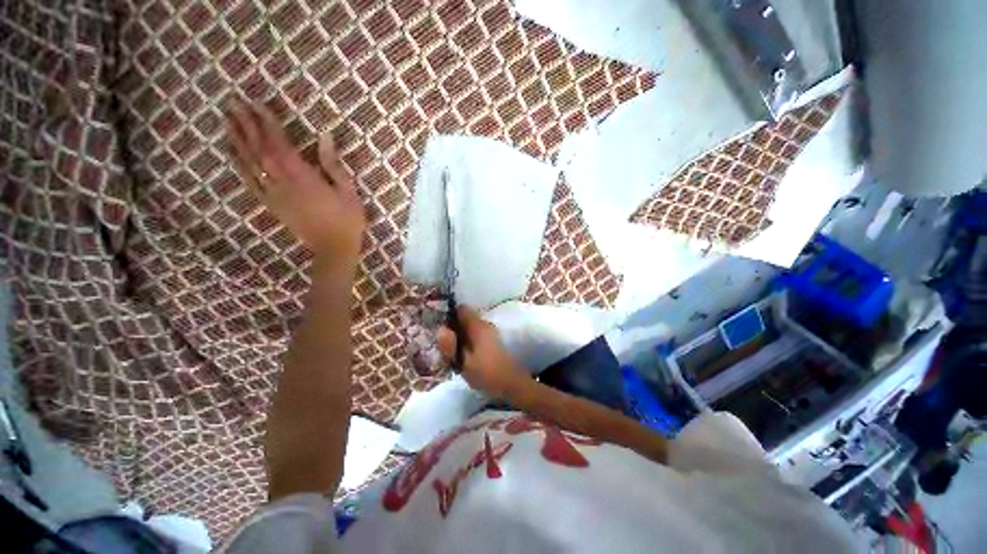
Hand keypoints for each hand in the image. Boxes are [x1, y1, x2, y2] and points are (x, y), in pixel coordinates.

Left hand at [225, 100, 365, 275]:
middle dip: (247, 125)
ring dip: (238, 140)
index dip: (268, 124)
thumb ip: (334, 165)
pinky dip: (239, 165)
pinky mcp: (272, 205)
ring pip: (251, 164)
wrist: (334, 248)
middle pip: (260, 150)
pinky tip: (232, 153)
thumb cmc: (348, 220)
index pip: (281, 145)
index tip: (258, 104)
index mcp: (305, 179)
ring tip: (227, 120)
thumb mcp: (349, 192)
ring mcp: (275, 195)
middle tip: (234, 103)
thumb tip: (324, 136)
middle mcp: (284, 183)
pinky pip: (250, 182)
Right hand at [437, 306, 527, 398]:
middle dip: (453, 329)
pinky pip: (475, 335)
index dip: (449, 316)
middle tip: (444, 345)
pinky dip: (468, 342)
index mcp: (478, 326)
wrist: (511, 384)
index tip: (440, 328)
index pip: (461, 309)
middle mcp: (485, 325)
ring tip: (452, 353)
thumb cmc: (486, 373)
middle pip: (465, 319)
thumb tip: (440, 329)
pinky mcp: (493, 341)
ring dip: (460, 337)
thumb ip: (450, 345)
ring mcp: (490, 333)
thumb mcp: (463, 362)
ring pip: (470, 328)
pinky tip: (463, 356)